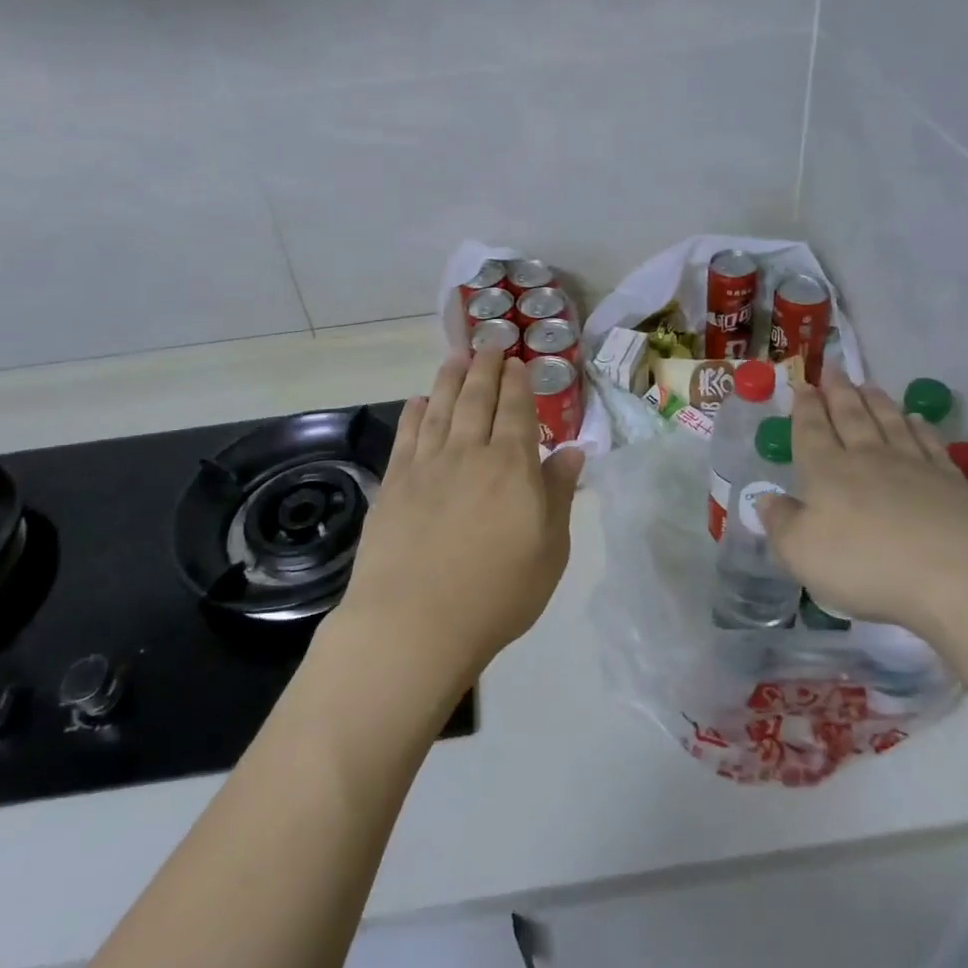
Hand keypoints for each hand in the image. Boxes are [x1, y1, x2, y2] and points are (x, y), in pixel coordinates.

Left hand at [337, 350, 585, 684]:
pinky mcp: (394, 483)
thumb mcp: (549, 551)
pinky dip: (415, 413)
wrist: (414, 623)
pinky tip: (418, 400)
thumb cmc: (496, 593)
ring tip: (456, 356)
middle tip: (489, 344)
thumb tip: (573, 451)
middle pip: (478, 399)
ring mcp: (427, 465)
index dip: (518, 383)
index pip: (517, 411)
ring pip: (441, 407)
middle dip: (485, 368)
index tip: (517, 362)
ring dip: (450, 378)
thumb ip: (558, 495)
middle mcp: (469, 453)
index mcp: (512, 466)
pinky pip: (407, 435)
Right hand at [759, 364, 967, 637]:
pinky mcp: (954, 483)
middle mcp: (868, 459)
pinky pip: (930, 445)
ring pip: (890, 423)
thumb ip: (781, 524)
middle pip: (850, 417)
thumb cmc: (868, 563)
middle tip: (833, 369)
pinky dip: (921, 429)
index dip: (804, 408)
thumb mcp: (803, 552)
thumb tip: (765, 499)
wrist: (964, 571)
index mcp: (826, 472)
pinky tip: (918, 420)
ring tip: (869, 385)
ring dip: (877, 403)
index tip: (802, 385)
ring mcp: (915, 467)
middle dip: (838, 393)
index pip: (811, 431)